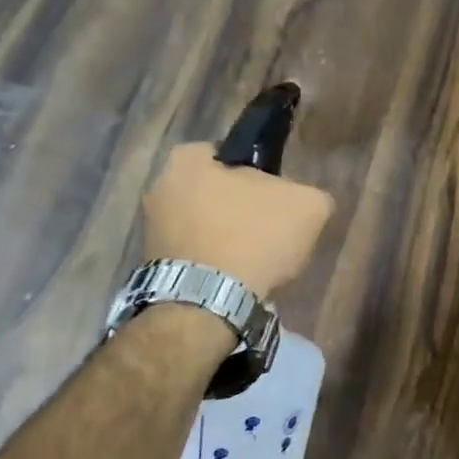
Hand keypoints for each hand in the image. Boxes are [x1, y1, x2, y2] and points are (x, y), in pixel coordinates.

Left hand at [143, 143, 334, 298]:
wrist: (209, 303)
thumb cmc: (253, 238)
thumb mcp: (307, 206)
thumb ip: (308, 193)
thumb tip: (301, 202)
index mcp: (186, 160)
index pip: (228, 155)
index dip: (258, 175)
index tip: (276, 198)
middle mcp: (159, 188)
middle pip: (214, 193)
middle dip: (239, 209)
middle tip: (268, 231)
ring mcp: (150, 231)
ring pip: (204, 227)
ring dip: (226, 240)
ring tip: (255, 263)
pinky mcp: (153, 268)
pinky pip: (194, 258)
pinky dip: (213, 267)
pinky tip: (236, 282)